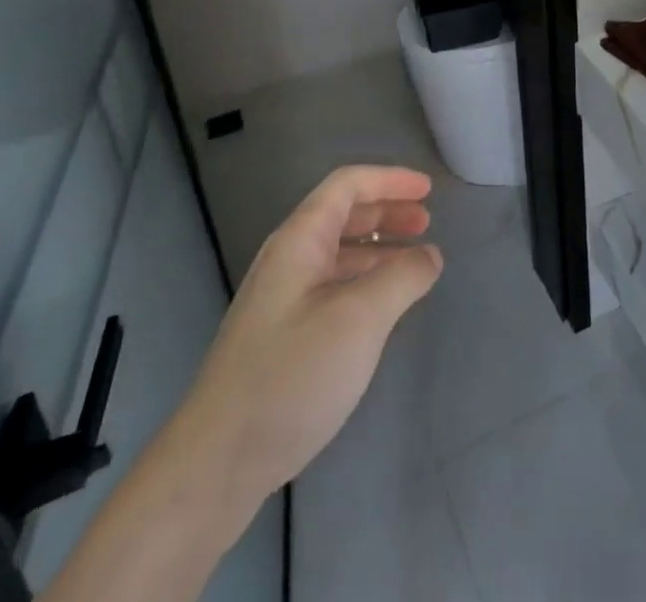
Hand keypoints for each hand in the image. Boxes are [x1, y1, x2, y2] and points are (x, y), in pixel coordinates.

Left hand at [163, 166, 442, 530]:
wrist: (216, 466)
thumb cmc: (291, 376)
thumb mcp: (360, 319)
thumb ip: (402, 277)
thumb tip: (429, 255)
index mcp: (299, 241)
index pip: (348, 185)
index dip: (390, 179)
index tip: (429, 190)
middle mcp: (288, 260)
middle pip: (343, 214)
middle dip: (387, 211)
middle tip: (427, 223)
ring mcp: (281, 300)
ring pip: (338, 253)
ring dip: (379, 248)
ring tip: (414, 263)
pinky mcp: (281, 337)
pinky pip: (332, 287)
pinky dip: (365, 281)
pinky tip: (383, 307)